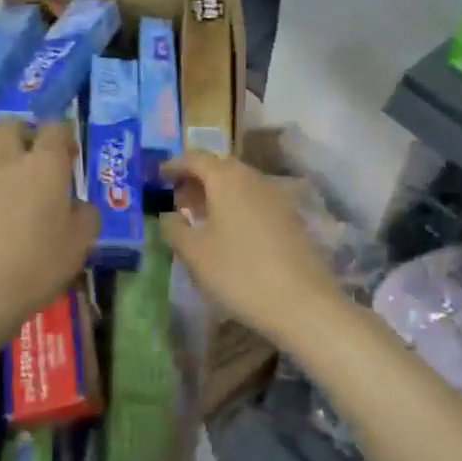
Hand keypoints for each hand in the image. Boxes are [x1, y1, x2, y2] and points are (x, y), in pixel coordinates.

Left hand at [0, 122, 97, 343]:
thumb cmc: (37, 265)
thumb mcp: (80, 244)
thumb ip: (85, 214)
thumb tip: (77, 204)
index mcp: (45, 165)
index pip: (55, 128)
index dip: (64, 136)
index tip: (69, 155)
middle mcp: (7, 159)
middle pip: (13, 126)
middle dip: (26, 135)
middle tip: (35, 160)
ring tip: (7, 180)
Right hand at [159, 152, 345, 346]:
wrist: (302, 302)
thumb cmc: (238, 272)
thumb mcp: (194, 253)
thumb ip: (174, 228)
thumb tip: (168, 215)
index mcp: (226, 178)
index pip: (195, 158)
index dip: (174, 165)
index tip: (158, 176)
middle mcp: (253, 178)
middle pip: (220, 168)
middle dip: (196, 179)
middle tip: (177, 199)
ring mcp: (277, 197)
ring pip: (240, 184)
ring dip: (217, 194)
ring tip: (200, 217)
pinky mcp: (291, 217)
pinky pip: (255, 200)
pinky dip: (236, 206)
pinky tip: (229, 232)